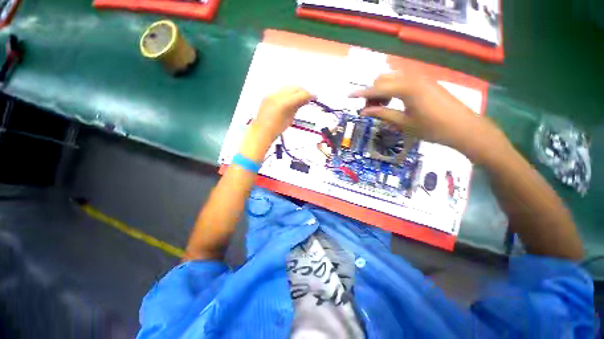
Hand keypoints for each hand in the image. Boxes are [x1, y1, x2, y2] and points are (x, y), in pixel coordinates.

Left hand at [239, 87, 313, 161]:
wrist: (261, 131)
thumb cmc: (277, 129)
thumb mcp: (290, 119)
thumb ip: (297, 107)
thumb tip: (304, 100)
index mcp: (285, 103)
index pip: (301, 94)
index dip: (309, 95)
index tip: (315, 97)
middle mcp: (278, 95)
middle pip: (294, 88)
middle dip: (303, 91)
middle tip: (308, 97)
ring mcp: (272, 94)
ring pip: (287, 88)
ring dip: (295, 91)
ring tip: (300, 98)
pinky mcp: (268, 96)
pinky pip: (280, 91)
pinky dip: (287, 94)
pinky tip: (289, 100)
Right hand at [351, 71, 502, 161]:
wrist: (464, 128)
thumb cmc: (432, 128)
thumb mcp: (403, 123)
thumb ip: (382, 114)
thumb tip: (364, 112)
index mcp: (406, 89)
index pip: (377, 89)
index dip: (361, 93)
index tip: (349, 96)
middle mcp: (412, 78)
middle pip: (383, 79)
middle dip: (372, 93)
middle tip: (370, 110)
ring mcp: (420, 79)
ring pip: (392, 79)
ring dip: (382, 91)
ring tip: (381, 107)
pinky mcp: (425, 83)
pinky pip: (402, 81)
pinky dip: (392, 90)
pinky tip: (394, 103)